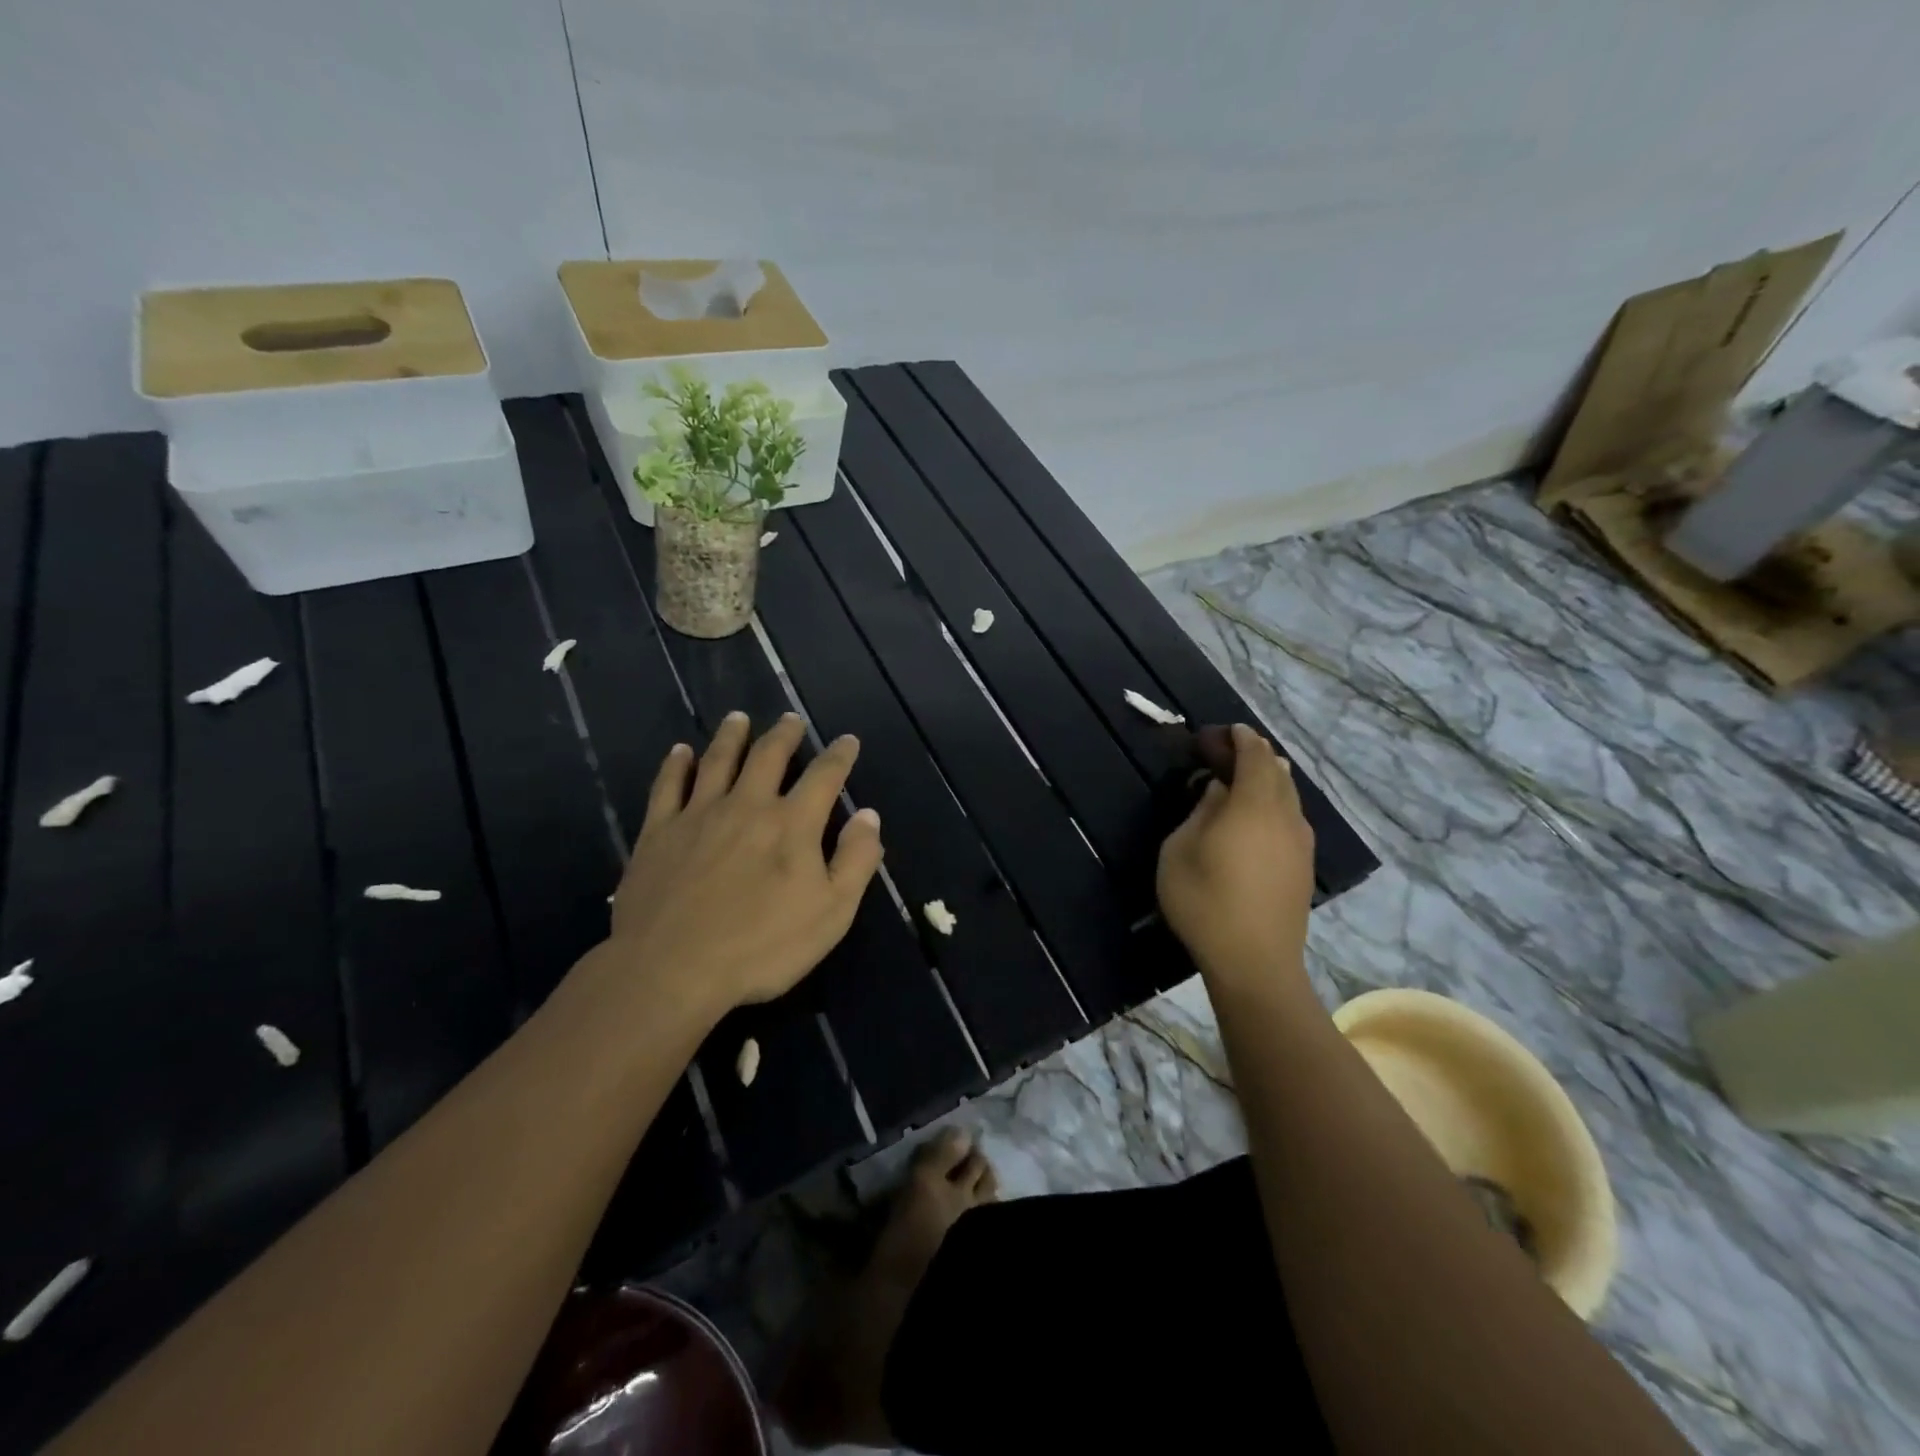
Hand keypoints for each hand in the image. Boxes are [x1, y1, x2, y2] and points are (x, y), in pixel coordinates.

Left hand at [606, 712, 883, 1017]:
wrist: (671, 969)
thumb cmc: (762, 947)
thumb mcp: (832, 913)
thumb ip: (855, 860)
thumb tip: (868, 816)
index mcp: (792, 824)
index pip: (824, 777)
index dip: (839, 756)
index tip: (848, 740)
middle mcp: (747, 806)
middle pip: (768, 757)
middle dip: (784, 735)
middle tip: (790, 719)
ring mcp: (698, 815)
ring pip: (717, 762)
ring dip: (731, 737)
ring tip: (739, 718)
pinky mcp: (658, 833)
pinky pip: (667, 787)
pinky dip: (675, 765)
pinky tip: (680, 751)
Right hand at [1157, 724, 1315, 988]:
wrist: (1254, 963)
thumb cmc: (1204, 901)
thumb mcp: (1180, 850)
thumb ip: (1200, 812)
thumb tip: (1218, 791)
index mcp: (1254, 805)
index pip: (1255, 757)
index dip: (1242, 739)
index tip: (1228, 730)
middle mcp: (1285, 817)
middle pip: (1278, 774)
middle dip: (1257, 756)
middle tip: (1231, 752)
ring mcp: (1300, 844)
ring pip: (1289, 798)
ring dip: (1269, 781)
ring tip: (1247, 780)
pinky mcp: (1303, 868)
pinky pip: (1292, 820)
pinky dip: (1276, 805)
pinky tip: (1259, 819)